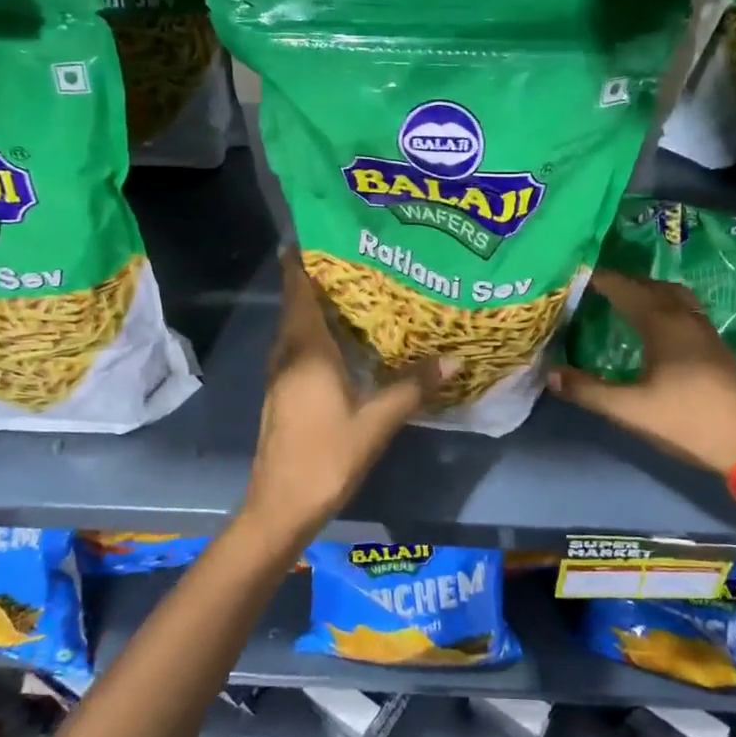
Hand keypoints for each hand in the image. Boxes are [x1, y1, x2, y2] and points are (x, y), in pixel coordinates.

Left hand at [243, 253, 455, 539]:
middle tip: (370, 256)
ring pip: (301, 325)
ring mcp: (283, 373)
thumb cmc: (326, 455)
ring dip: (327, 306)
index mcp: (304, 348)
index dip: (306, 255)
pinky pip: (304, 347)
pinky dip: (325, 333)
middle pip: (300, 301)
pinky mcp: (286, 391)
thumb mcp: (377, 421)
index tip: (334, 230)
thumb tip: (454, 357)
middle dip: (328, 276)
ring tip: (369, 291)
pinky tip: (355, 341)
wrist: (281, 507)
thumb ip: (414, 386)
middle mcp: (288, 352)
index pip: (297, 285)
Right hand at [548, 268, 735, 475]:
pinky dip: (664, 306)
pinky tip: (657, 327)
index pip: (625, 288)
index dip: (601, 278)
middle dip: (623, 281)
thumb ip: (589, 390)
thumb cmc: (688, 421)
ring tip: (625, 299)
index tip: (576, 273)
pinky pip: (685, 311)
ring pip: (673, 296)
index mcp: (663, 324)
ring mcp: (706, 332)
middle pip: (651, 286)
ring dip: (647, 291)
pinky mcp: (717, 349)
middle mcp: (685, 318)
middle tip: (595, 285)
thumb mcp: (631, 410)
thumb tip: (550, 372)